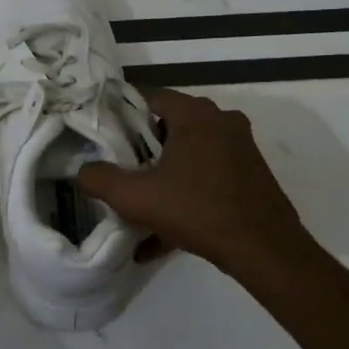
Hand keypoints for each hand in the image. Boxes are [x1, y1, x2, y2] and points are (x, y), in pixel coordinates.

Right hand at [78, 89, 309, 272]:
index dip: (122, 119)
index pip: (149, 99)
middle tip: (124, 175)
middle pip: (169, 127)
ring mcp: (241, 147)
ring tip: (143, 208)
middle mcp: (222, 121)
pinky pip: (208, 177)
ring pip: (189, 155)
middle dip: (143, 152)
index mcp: (195, 114)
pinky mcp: (251, 174)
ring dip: (164, 178)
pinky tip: (164, 236)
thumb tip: (83, 171)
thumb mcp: (136, 198)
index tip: (106, 143)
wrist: (265, 250)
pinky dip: (186, 196)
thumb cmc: (197, 211)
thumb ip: (100, 179)